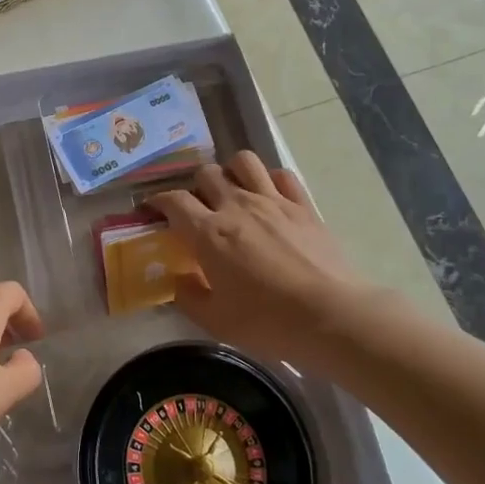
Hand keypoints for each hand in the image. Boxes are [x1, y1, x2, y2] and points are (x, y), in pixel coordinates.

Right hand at [148, 151, 373, 371]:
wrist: (331, 316)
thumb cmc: (267, 322)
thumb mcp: (215, 321)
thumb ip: (188, 297)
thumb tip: (178, 281)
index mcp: (209, 233)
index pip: (173, 201)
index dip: (158, 201)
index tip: (153, 209)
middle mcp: (237, 206)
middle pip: (207, 173)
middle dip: (196, 187)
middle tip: (199, 208)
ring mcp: (273, 201)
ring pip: (243, 161)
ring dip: (232, 172)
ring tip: (233, 191)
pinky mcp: (303, 205)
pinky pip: (281, 174)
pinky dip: (269, 179)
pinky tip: (269, 196)